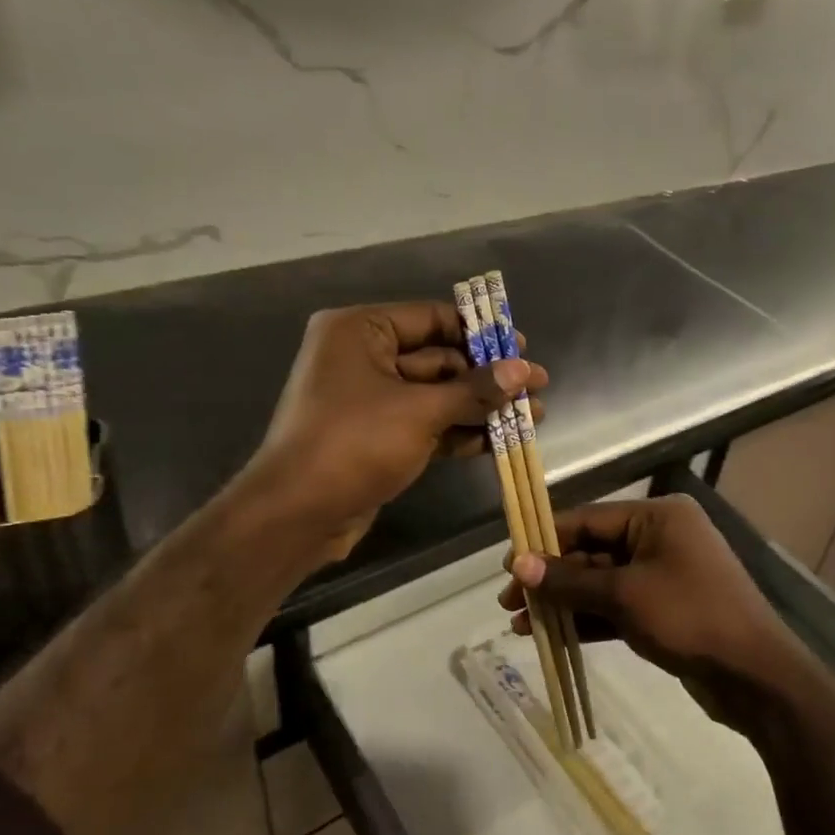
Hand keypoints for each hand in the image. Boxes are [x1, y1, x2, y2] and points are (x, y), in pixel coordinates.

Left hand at [242, 301, 547, 562]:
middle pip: (438, 358)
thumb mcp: (419, 412)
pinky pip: (426, 423)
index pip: (431, 318)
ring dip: (481, 406)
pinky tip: (501, 440)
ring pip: (436, 395)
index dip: (480, 332)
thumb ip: (473, 390)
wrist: (296, 515)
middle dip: (487, 377)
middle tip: (537, 385)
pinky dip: (460, 430)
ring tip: (533, 414)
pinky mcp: (378, 436)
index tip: (522, 346)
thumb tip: (524, 370)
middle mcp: (362, 357)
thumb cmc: (353, 444)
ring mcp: (370, 400)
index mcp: (360, 331)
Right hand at [499, 495, 825, 735]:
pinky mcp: (665, 610)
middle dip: (551, 578)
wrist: (757, 677)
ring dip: (564, 602)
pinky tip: (553, 636)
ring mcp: (664, 575)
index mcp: (657, 517)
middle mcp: (660, 538)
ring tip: (521, 625)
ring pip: (601, 582)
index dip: (545, 540)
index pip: (588, 519)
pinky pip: (617, 606)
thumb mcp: (624, 595)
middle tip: (509, 602)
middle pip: (592, 552)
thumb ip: (570, 580)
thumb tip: (518, 564)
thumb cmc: (691, 618)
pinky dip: (588, 619)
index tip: (508, 565)